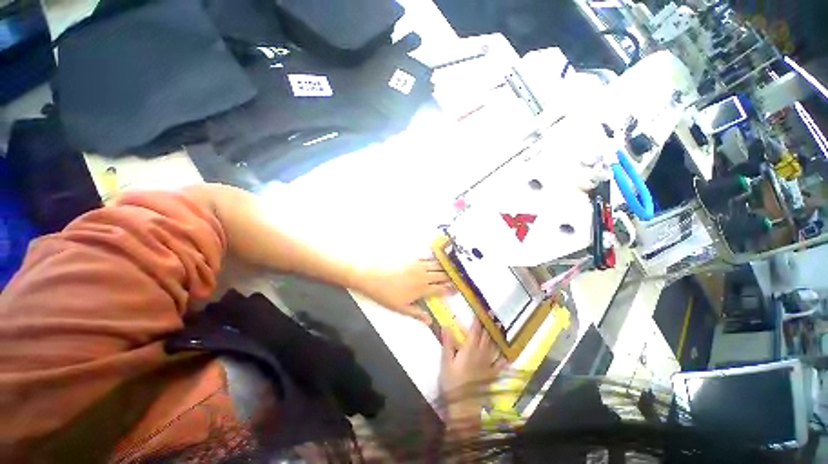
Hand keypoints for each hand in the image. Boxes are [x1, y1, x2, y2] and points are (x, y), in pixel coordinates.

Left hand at [358, 259, 453, 323]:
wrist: (373, 275)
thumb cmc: (386, 294)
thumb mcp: (401, 308)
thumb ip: (416, 313)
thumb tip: (429, 321)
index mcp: (422, 289)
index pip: (440, 289)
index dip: (449, 289)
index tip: (457, 289)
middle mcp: (423, 275)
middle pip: (441, 275)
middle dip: (451, 277)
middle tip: (459, 277)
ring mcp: (418, 265)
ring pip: (436, 265)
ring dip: (445, 267)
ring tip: (453, 267)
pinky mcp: (412, 258)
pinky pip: (427, 257)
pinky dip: (435, 259)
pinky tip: (438, 258)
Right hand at [440, 322, 506, 431]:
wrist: (463, 406)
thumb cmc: (452, 382)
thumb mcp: (446, 362)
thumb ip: (448, 343)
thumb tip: (446, 325)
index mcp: (469, 350)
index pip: (475, 332)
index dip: (478, 321)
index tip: (481, 312)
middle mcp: (481, 354)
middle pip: (486, 337)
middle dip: (489, 326)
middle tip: (493, 316)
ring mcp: (487, 365)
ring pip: (493, 347)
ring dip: (496, 337)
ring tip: (500, 328)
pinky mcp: (490, 375)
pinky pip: (499, 365)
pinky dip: (503, 358)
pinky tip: (507, 355)